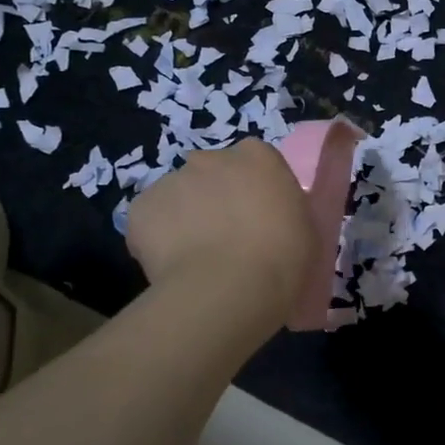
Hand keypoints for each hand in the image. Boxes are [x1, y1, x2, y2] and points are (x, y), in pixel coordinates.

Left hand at [127, 141, 316, 325]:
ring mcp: (171, 179)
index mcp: (257, 156)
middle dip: (215, 199)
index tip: (258, 219)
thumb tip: (268, 219)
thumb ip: (283, 210)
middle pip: (211, 174)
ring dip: (185, 218)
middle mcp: (211, 158)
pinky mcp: (141, 207)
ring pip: (178, 197)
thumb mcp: (304, 227)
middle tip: (226, 239)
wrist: (229, 288)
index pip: (253, 163)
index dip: (253, 191)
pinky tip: (173, 266)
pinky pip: (150, 221)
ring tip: (198, 260)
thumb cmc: (283, 257)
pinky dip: (157, 239)